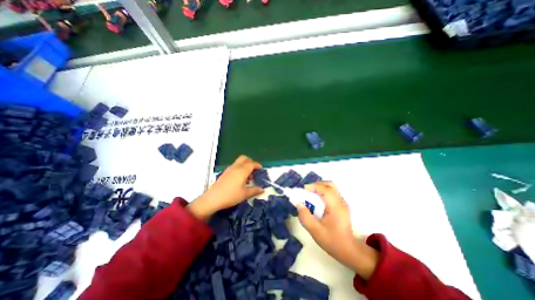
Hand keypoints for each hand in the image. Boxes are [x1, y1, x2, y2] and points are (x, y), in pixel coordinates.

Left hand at [188, 156, 262, 220]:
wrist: (213, 199)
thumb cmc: (231, 196)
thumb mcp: (244, 194)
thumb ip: (254, 190)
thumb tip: (262, 189)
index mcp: (242, 171)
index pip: (252, 164)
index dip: (257, 165)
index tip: (261, 168)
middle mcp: (235, 167)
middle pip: (244, 158)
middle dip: (250, 162)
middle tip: (254, 170)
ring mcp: (229, 169)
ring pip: (239, 162)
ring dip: (245, 166)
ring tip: (248, 177)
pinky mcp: (225, 173)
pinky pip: (234, 166)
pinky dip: (239, 169)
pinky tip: (240, 179)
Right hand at [296, 181, 374, 279]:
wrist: (349, 251)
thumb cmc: (332, 241)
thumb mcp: (315, 231)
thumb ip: (305, 216)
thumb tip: (298, 204)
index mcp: (336, 207)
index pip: (326, 189)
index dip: (314, 186)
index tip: (303, 190)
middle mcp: (341, 202)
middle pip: (330, 185)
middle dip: (316, 185)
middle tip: (307, 191)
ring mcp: (342, 203)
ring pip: (331, 187)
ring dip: (319, 188)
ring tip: (310, 195)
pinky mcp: (341, 205)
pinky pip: (331, 193)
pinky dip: (322, 192)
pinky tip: (316, 201)